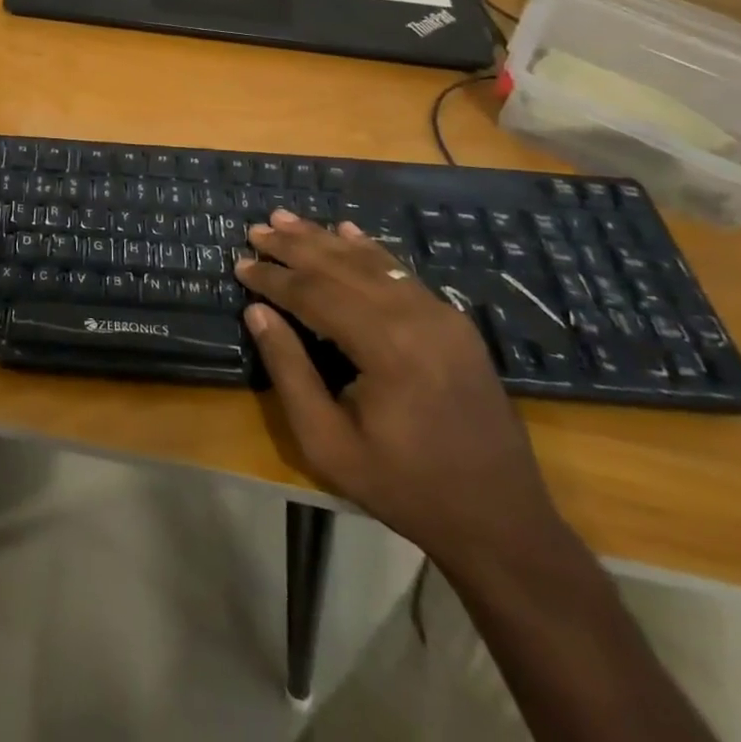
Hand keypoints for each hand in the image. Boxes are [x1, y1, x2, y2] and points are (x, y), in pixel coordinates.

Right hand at [237, 210, 563, 571]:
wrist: (500, 522)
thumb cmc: (404, 487)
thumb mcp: (328, 443)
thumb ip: (290, 371)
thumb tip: (257, 311)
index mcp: (386, 348)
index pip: (315, 294)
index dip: (273, 278)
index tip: (240, 265)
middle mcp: (416, 317)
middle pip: (341, 267)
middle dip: (294, 246)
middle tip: (256, 229)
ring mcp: (441, 315)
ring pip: (371, 262)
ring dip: (325, 239)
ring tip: (286, 219)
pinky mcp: (454, 323)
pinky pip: (401, 273)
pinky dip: (368, 250)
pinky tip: (347, 231)